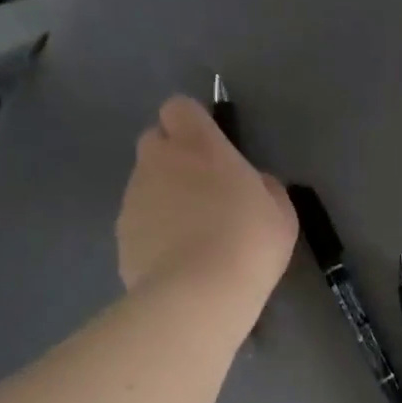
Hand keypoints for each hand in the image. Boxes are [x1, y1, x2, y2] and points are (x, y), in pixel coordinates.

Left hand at [116, 96, 297, 303]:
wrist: (198, 295)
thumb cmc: (249, 242)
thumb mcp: (280, 211)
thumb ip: (264, 186)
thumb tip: (254, 185)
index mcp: (198, 146)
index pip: (179, 108)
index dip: (192, 123)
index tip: (211, 147)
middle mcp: (158, 162)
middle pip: (154, 140)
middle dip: (173, 156)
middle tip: (204, 188)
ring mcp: (133, 198)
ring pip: (145, 182)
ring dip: (164, 195)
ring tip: (193, 232)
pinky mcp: (121, 234)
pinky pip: (139, 220)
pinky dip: (154, 230)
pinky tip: (177, 258)